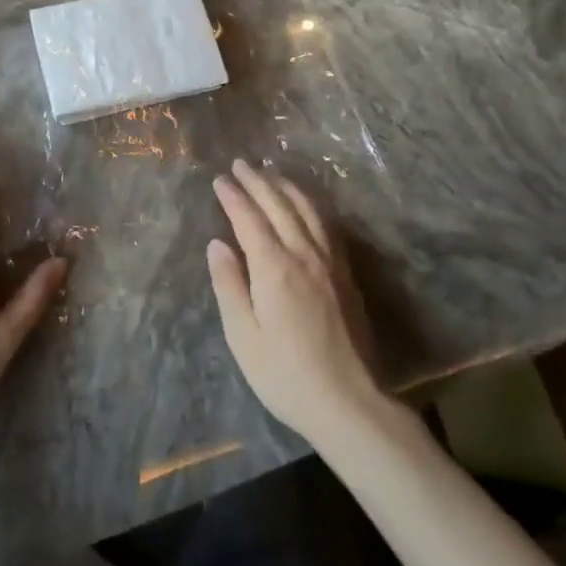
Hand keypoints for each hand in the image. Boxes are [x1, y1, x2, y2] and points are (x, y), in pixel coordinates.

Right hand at [207, 159, 384, 444]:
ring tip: (270, 172)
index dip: (233, 197)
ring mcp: (329, 263)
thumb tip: (217, 244)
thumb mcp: (243, 335)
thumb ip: (229, 285)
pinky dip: (309, 206)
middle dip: (258, 182)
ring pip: (307, 211)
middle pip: (279, 206)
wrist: (348, 402)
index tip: (219, 179)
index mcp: (275, 268)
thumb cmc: (284, 374)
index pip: (249, 219)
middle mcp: (304, 255)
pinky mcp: (345, 275)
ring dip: (286, 187)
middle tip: (240, 164)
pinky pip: (325, 226)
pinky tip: (304, 206)